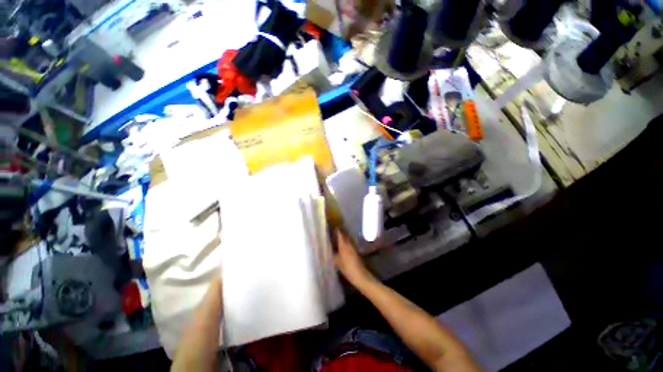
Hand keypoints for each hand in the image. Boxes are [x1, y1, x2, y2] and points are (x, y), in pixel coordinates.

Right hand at [333, 230, 375, 287]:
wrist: (359, 275)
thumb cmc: (347, 268)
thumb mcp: (337, 261)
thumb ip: (333, 254)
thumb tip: (329, 248)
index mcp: (343, 245)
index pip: (340, 234)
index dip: (337, 230)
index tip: (333, 227)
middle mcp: (349, 244)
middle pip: (345, 236)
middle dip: (341, 233)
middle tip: (335, 232)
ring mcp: (353, 248)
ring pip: (348, 240)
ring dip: (344, 238)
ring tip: (338, 238)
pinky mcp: (356, 252)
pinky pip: (350, 244)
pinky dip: (346, 243)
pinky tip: (343, 246)